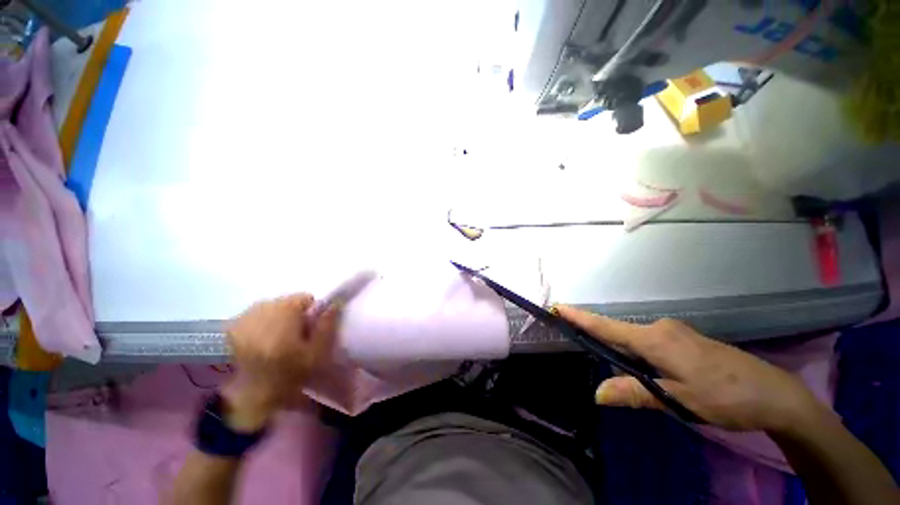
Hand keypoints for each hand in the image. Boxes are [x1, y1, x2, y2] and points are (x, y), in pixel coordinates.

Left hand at [222, 294, 340, 430]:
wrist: (230, 379)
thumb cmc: (277, 369)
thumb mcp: (311, 357)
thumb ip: (326, 331)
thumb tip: (336, 306)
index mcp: (288, 305)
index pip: (309, 300)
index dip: (315, 320)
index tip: (313, 342)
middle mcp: (268, 301)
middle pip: (290, 309)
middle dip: (295, 327)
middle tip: (297, 355)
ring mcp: (249, 311)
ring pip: (272, 318)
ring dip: (277, 333)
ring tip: (277, 359)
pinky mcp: (235, 323)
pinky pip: (257, 326)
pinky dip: (262, 338)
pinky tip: (260, 358)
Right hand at [556, 306, 826, 432]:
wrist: (764, 392)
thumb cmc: (723, 396)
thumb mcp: (678, 400)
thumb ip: (638, 393)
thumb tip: (598, 390)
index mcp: (661, 341)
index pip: (613, 329)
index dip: (585, 320)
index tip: (559, 306)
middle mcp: (668, 332)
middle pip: (624, 336)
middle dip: (598, 339)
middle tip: (572, 344)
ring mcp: (682, 338)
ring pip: (640, 345)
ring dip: (619, 353)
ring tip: (599, 365)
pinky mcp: (691, 348)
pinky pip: (654, 351)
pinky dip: (638, 360)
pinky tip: (637, 375)